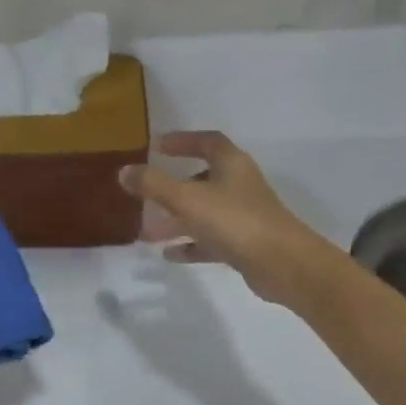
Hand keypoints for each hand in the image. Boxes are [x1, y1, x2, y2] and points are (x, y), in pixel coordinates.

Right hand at [120, 131, 321, 304]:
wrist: (281, 263)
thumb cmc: (234, 221)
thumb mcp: (187, 199)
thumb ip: (153, 185)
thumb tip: (124, 171)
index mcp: (231, 165)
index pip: (207, 142)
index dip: (182, 141)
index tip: (157, 147)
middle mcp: (239, 185)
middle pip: (202, 179)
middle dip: (171, 188)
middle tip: (144, 196)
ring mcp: (243, 216)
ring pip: (203, 212)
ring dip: (176, 220)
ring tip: (147, 233)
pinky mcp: (244, 244)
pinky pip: (210, 240)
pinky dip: (190, 244)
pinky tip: (169, 254)